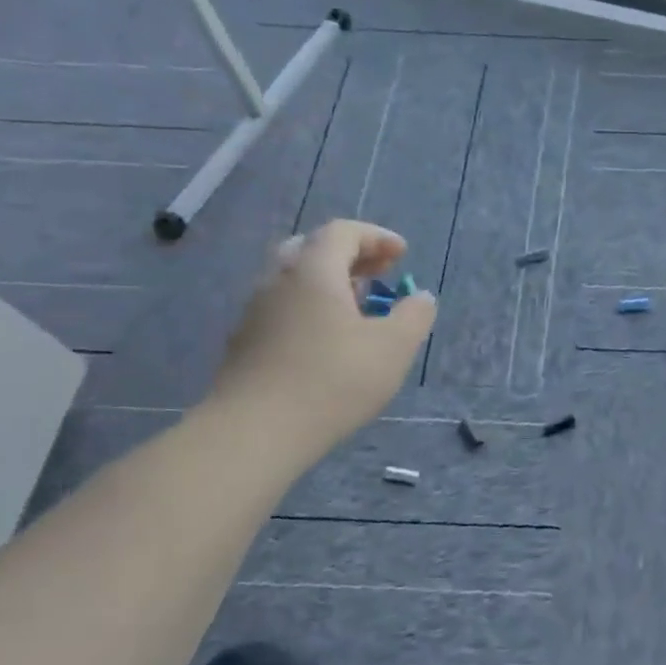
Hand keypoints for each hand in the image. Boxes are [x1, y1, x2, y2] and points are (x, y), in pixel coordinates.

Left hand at [207, 220, 434, 461]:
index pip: (342, 232)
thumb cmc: (333, 380)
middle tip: (379, 274)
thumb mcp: (394, 347)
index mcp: (312, 271)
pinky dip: (310, 308)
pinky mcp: (245, 344)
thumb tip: (420, 298)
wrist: (255, 432)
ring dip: (329, 283)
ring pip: (293, 280)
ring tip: (358, 308)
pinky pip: (282, 308)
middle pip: (311, 249)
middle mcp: (277, 281)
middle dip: (350, 256)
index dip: (376, 237)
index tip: (402, 255)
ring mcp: (255, 313)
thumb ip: (414, 315)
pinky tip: (328, 341)